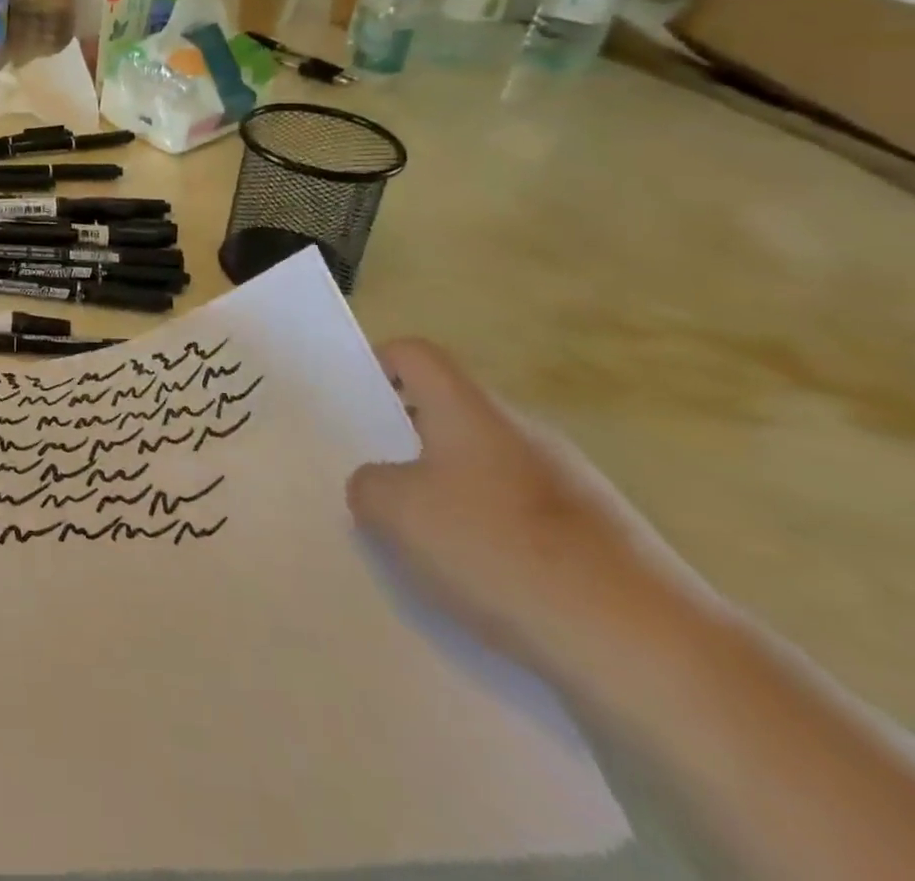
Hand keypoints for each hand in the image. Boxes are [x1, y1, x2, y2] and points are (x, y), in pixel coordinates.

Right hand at [347, 338, 704, 693]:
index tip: (352, 404)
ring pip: (483, 467)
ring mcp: (569, 483)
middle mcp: (521, 430)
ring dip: (448, 493)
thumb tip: (380, 486)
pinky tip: (482, 585)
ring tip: (422, 544)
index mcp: (470, 408)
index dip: (376, 364)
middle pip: (448, 412)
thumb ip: (368, 485)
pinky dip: (492, 536)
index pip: (415, 353)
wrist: (650, 648)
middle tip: (373, 481)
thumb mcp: (397, 513)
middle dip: (406, 441)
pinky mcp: (600, 536)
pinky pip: (523, 516)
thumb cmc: (502, 552)